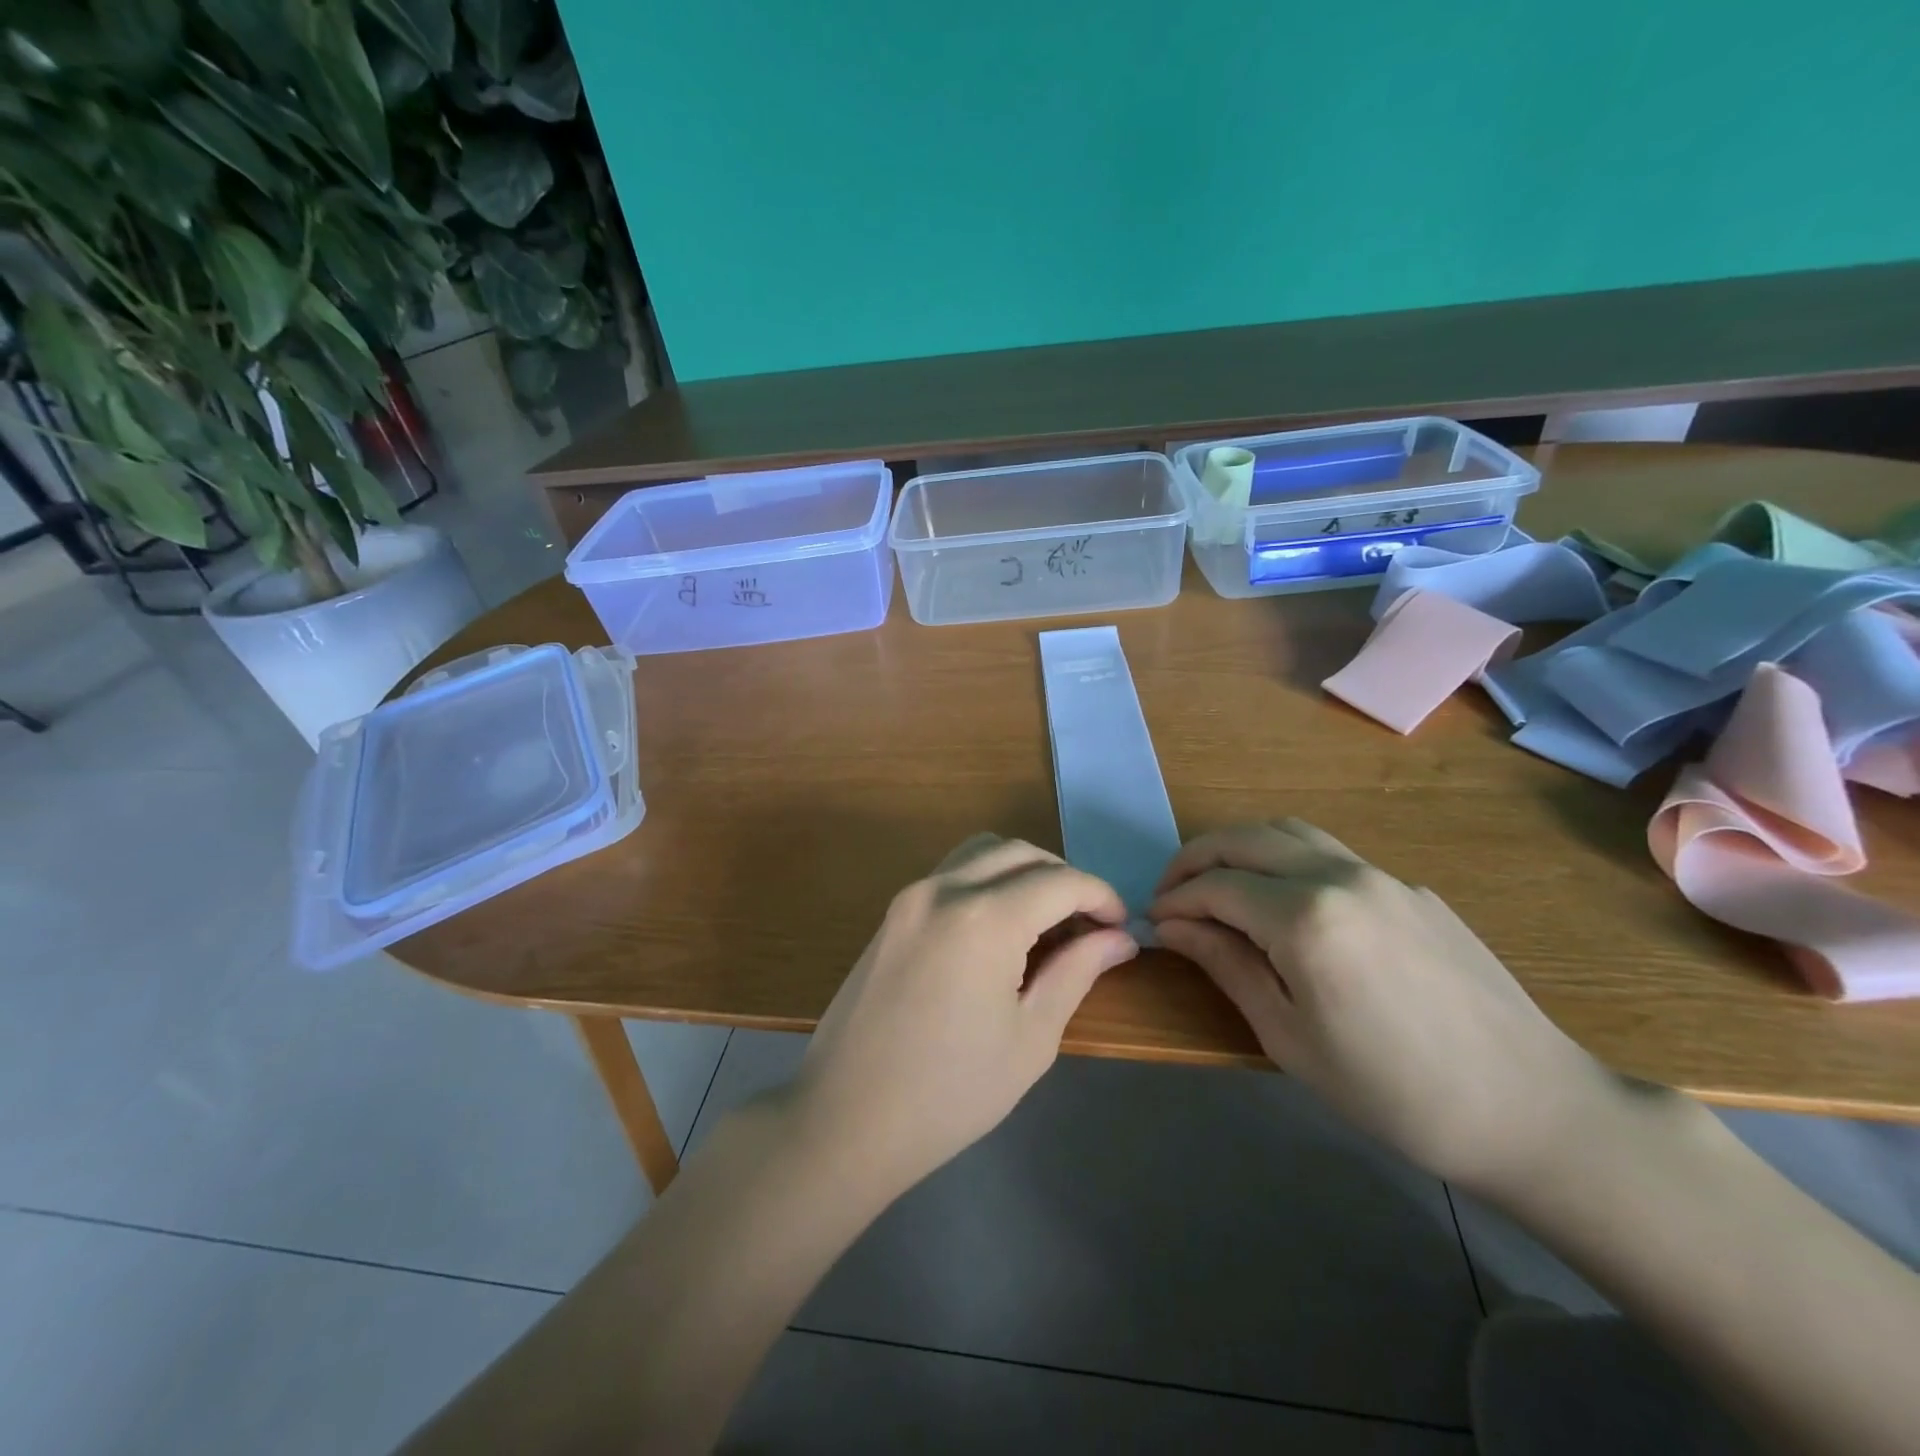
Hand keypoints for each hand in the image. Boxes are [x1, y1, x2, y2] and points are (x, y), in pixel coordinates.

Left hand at [789, 834, 1138, 1195]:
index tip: (1121, 927)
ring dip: (1023, 871)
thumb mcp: (1030, 1036)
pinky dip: (987, 881)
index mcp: (983, 917)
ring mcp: (910, 896)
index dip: (1100, 897)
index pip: (1059, 881)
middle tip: (1090, 924)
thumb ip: (1076, 972)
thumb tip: (1118, 939)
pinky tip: (1001, 927)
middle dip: (1064, 878)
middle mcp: (943, 888)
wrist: (846, 1119)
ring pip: (981, 853)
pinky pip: (951, 874)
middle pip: (1019, 853)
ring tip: (1047, 921)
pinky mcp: (892, 913)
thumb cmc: (950, 1092)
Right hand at [1151, 819, 1614, 1195]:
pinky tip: (1285, 903)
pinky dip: (1285, 860)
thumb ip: (1226, 966)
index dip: (1176, 899)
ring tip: (1217, 883)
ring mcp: (1381, 875)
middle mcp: (1340, 876)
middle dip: (1196, 858)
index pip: (1216, 886)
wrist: (1530, 1109)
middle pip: (1246, 838)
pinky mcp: (1410, 888)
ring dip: (1240, 847)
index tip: (1153, 921)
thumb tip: (1173, 927)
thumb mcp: (1289, 1037)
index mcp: (1306, 918)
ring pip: (1289, 831)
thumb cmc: (1393, 1090)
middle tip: (1170, 891)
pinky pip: (1330, 854)